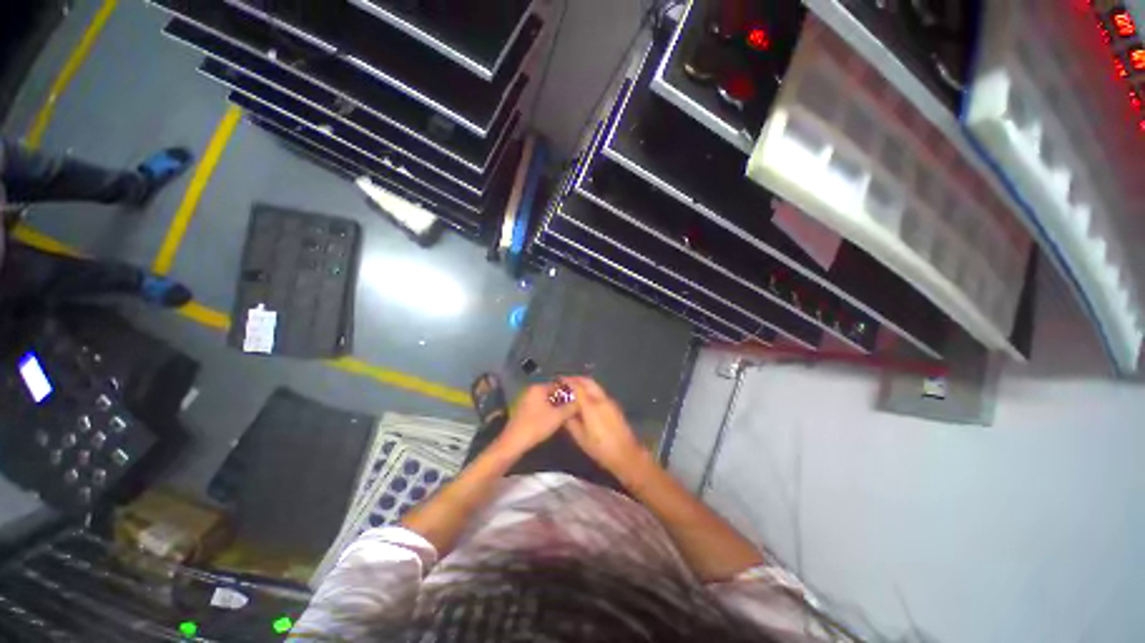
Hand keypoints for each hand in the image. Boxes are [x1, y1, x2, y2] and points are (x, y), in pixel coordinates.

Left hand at [494, 382, 579, 456]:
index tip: (580, 398)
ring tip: (569, 413)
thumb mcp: (558, 416)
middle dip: (564, 398)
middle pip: (553, 391)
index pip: (559, 384)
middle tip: (576, 406)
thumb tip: (581, 401)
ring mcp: (527, 400)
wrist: (514, 442)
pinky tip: (557, 418)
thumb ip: (571, 407)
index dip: (571, 391)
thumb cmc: (537, 426)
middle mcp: (532, 390)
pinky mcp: (525, 410)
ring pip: (547, 399)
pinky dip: (550, 409)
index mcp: (539, 387)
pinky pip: (541, 405)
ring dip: (558, 405)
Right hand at [562, 377, 646, 475]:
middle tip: (565, 382)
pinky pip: (599, 392)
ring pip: (594, 386)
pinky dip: (590, 390)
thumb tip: (563, 412)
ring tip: (573, 389)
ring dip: (583, 384)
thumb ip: (570, 422)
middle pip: (587, 382)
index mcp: (591, 406)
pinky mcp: (614, 406)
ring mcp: (609, 401)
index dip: (566, 382)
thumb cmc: (600, 448)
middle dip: (576, 379)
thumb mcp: (581, 438)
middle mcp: (601, 399)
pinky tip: (585, 399)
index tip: (557, 381)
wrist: (626, 454)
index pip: (577, 387)